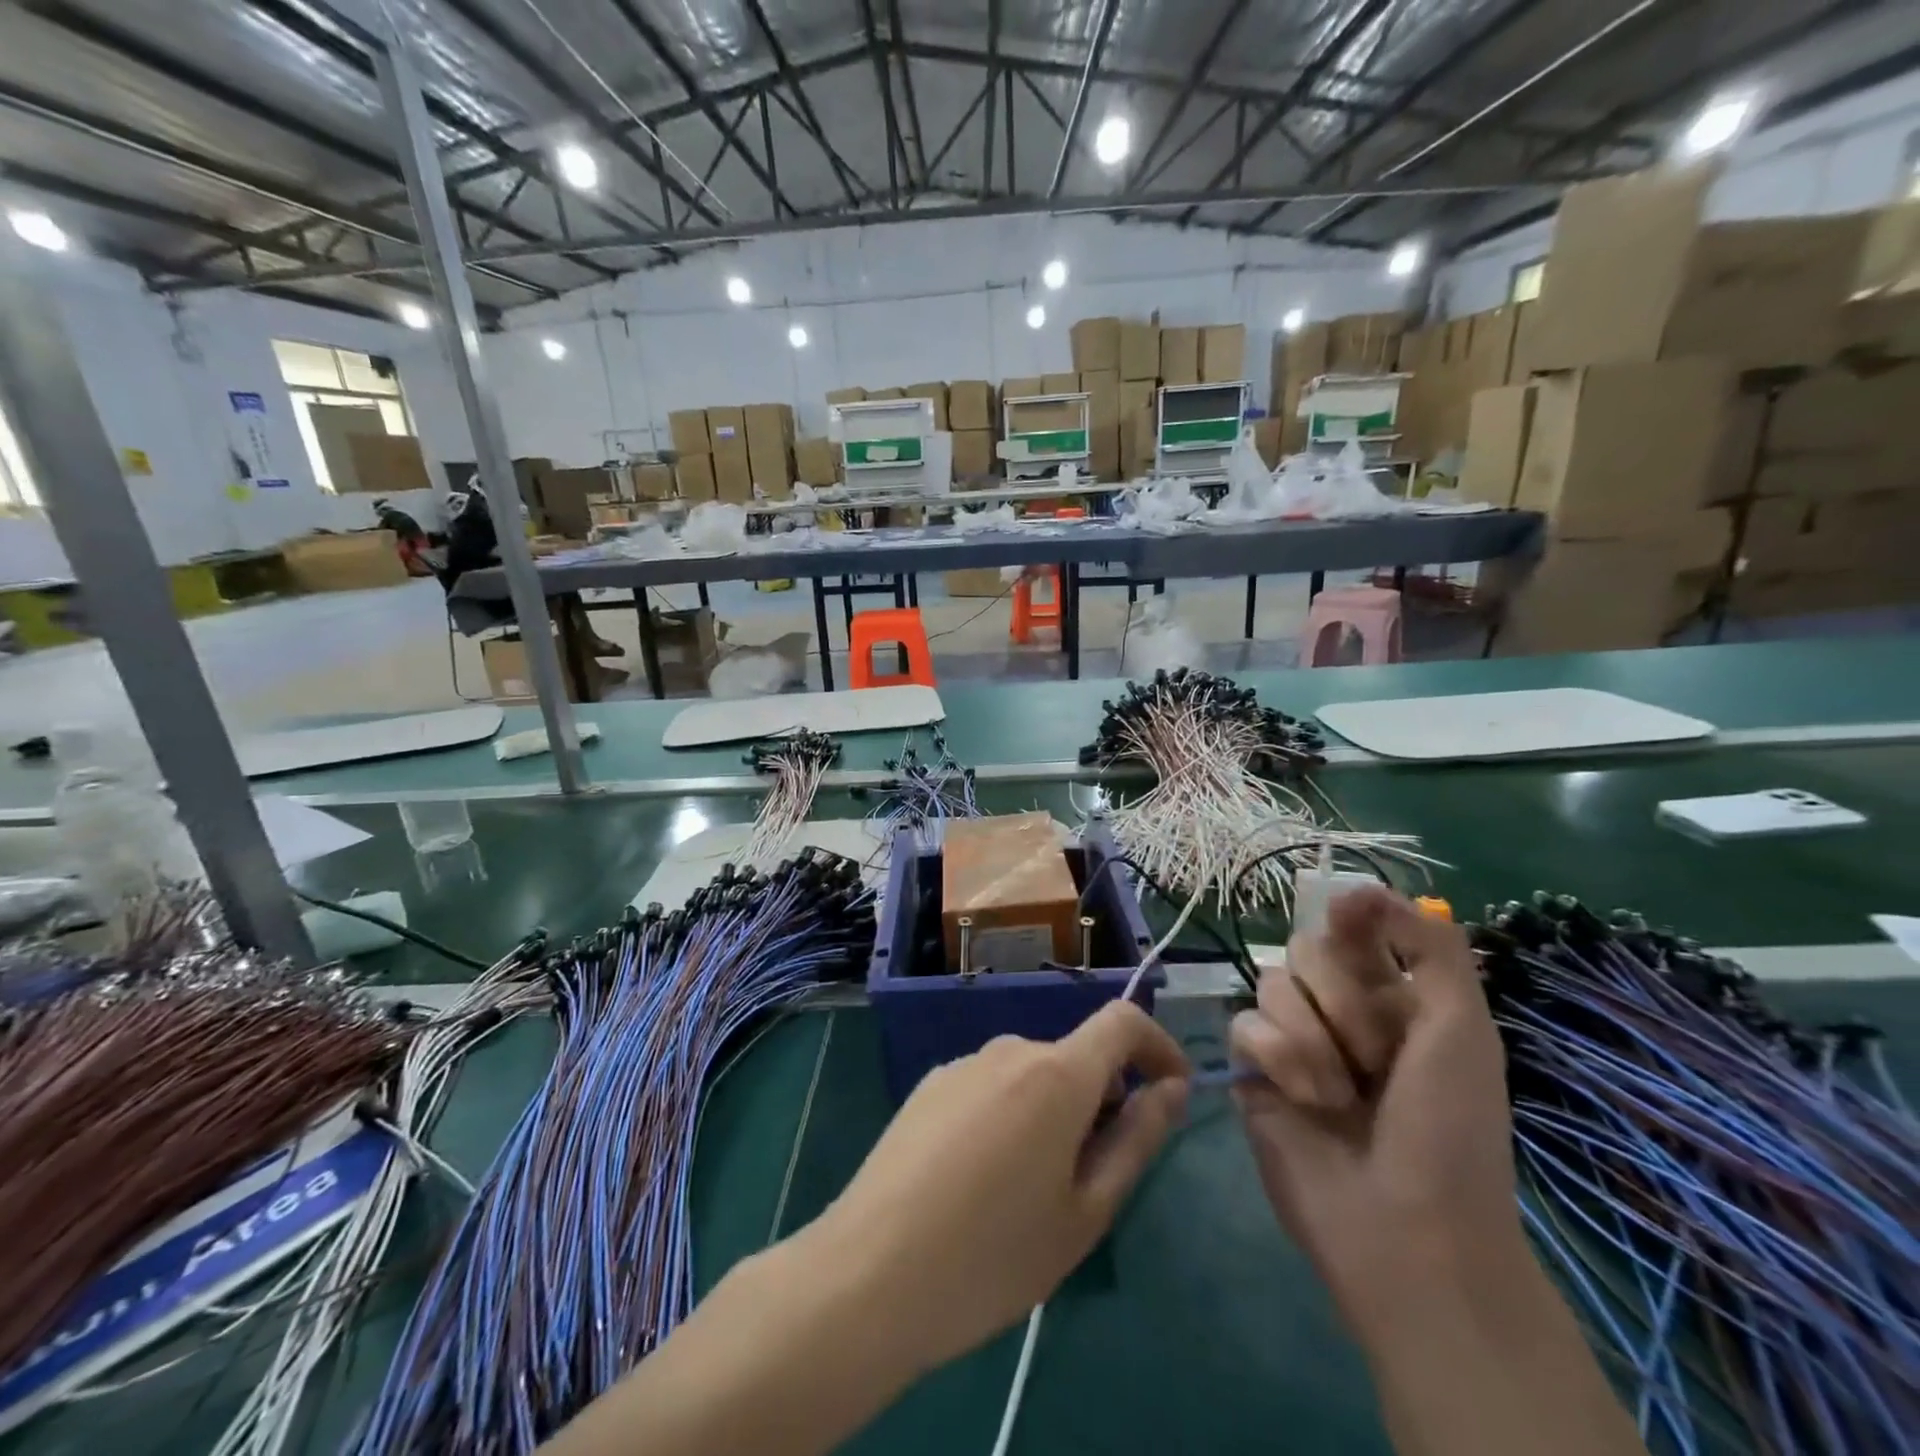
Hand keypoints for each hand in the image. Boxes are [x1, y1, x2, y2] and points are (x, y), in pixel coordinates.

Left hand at [814, 1002, 1189, 1373]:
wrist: (871, 1272)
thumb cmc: (995, 1254)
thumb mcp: (1086, 1211)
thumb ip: (1136, 1139)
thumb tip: (1170, 1088)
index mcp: (1056, 1073)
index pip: (1122, 1020)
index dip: (1157, 1045)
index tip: (1170, 1091)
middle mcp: (1010, 1049)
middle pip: (1075, 1058)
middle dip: (1100, 1103)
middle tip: (1089, 1184)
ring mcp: (963, 1063)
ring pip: (1032, 1077)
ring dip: (1052, 1115)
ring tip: (1029, 1195)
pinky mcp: (930, 1084)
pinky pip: (991, 1088)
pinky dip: (1010, 1117)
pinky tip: (979, 1183)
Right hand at [1229, 886, 1522, 1338]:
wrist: (1406, 1228)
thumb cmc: (1448, 1129)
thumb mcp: (1464, 1030)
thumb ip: (1429, 947)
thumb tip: (1364, 889)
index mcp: (1392, 997)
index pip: (1353, 928)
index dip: (1350, 918)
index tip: (1350, 918)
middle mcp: (1338, 1010)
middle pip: (1304, 949)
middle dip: (1340, 998)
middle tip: (1375, 1056)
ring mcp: (1292, 1039)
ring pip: (1272, 983)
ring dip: (1312, 1038)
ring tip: (1339, 1094)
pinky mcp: (1252, 1068)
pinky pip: (1245, 1024)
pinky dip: (1279, 1057)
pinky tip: (1304, 1099)